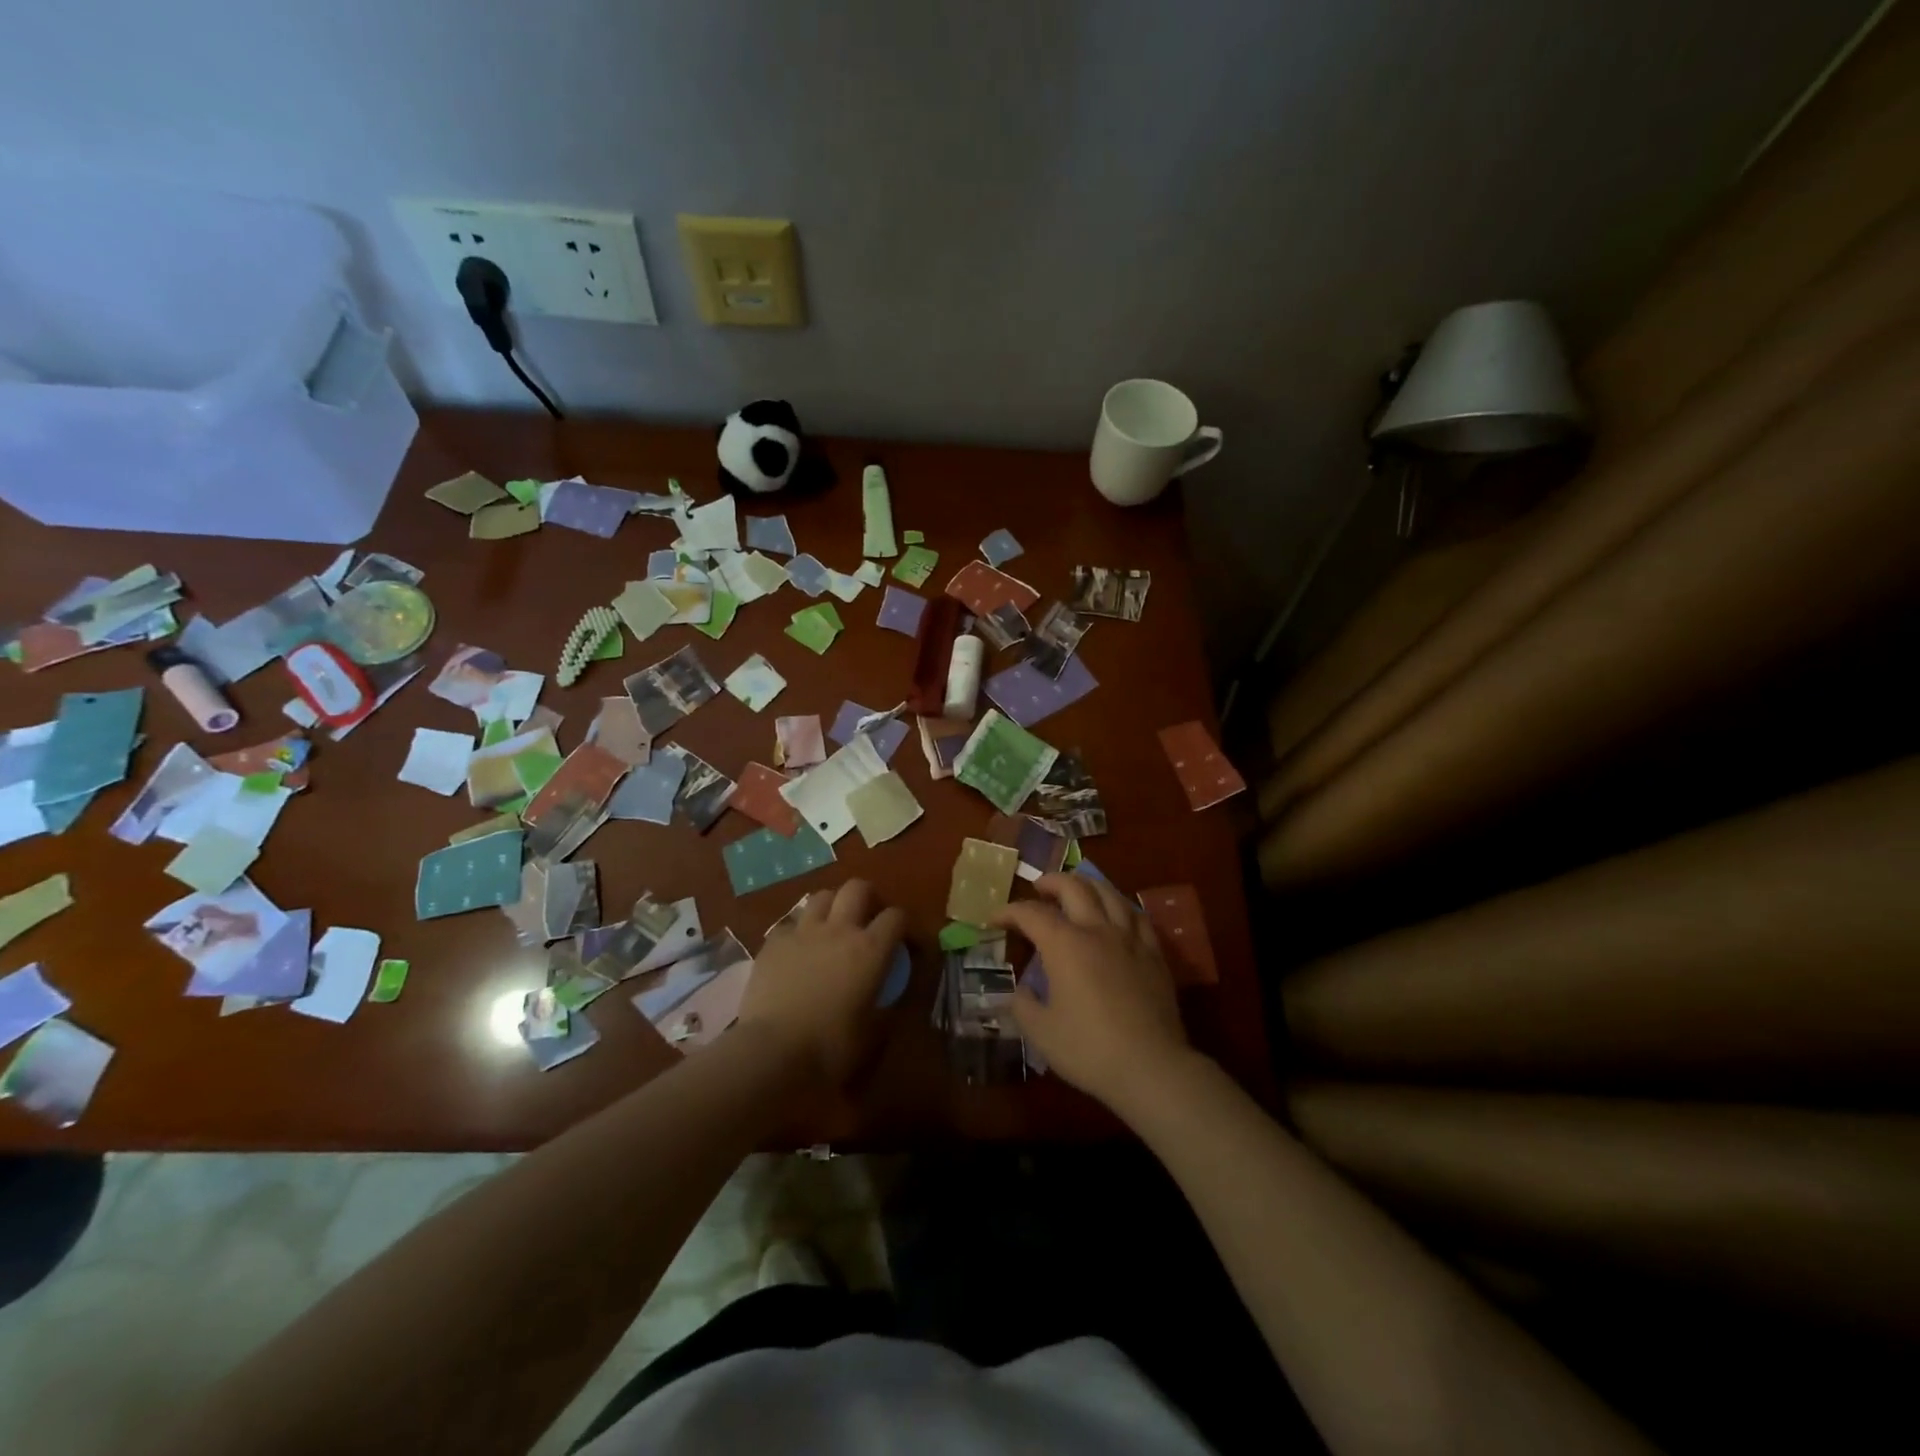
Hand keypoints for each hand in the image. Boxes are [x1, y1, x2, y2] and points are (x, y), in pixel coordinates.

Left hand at [737, 880, 905, 1086]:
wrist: (772, 1051)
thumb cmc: (831, 1046)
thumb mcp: (872, 1033)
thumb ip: (886, 1007)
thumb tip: (890, 1000)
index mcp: (871, 949)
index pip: (896, 917)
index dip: (902, 925)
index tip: (902, 941)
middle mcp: (839, 929)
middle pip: (857, 888)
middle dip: (867, 896)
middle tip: (867, 917)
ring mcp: (803, 932)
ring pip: (822, 896)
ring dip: (832, 906)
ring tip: (831, 927)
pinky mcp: (773, 942)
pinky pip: (791, 923)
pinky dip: (799, 931)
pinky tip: (797, 949)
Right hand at [994, 873, 1192, 1114]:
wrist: (1151, 1067)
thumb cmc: (1089, 1049)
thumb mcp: (1041, 1032)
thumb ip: (1024, 1006)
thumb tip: (1020, 992)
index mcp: (1065, 945)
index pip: (1031, 914)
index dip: (1009, 911)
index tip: (994, 919)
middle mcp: (1097, 930)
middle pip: (1074, 888)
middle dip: (1051, 882)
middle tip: (1038, 888)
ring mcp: (1130, 939)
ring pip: (1108, 893)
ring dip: (1086, 884)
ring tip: (1076, 889)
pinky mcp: (1154, 954)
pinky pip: (1136, 915)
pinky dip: (1119, 905)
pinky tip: (1116, 912)